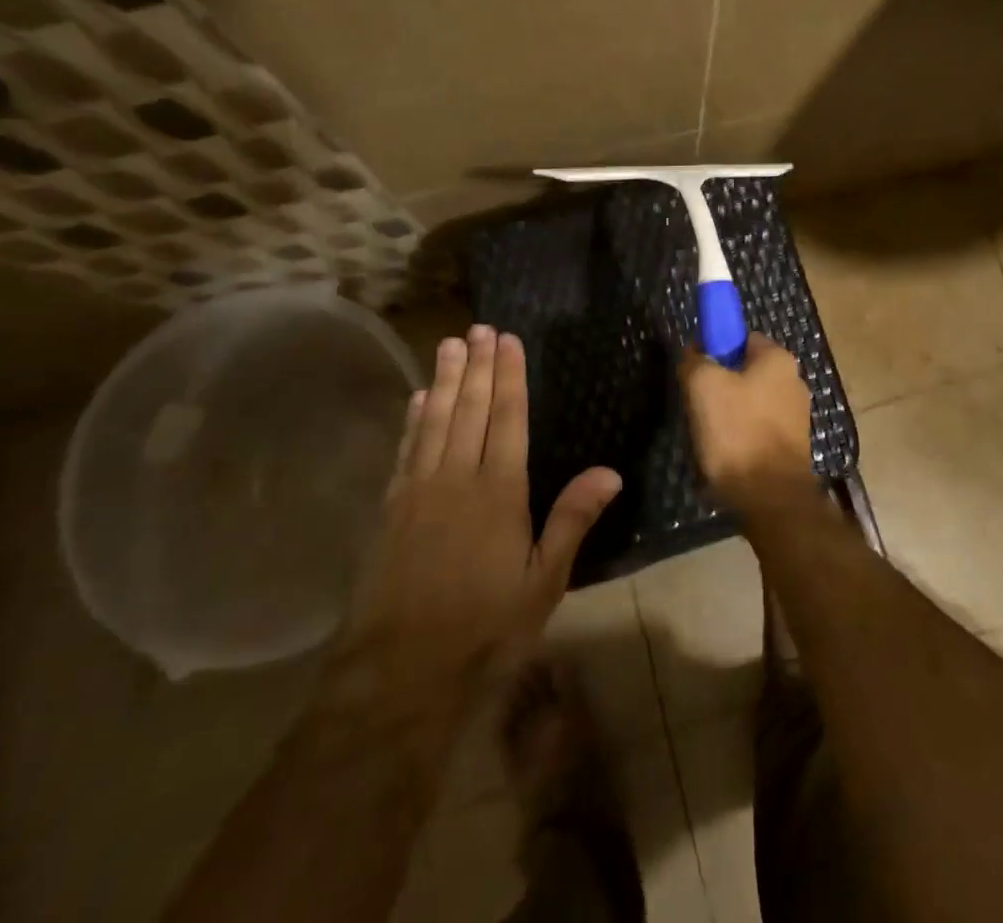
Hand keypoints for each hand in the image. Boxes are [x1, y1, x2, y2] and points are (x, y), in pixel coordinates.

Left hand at [337, 325, 620, 713]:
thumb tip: (610, 471)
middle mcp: (458, 478)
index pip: (508, 419)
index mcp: (500, 492)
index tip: (508, 339)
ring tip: (450, 344)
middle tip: (478, 327)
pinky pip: (406, 450)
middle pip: (471, 409)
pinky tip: (419, 398)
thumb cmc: (486, 628)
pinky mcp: (392, 509)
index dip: (510, 376)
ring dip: (446, 380)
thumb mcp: (543, 582)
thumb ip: (572, 520)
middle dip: (478, 366)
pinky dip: (414, 419)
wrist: (400, 673)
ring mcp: (419, 491)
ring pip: (436, 420)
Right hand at [679, 333, 815, 509]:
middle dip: (720, 385)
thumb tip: (694, 352)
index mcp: (779, 358)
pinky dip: (740, 437)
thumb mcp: (702, 385)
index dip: (714, 349)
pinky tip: (725, 454)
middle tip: (697, 404)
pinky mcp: (791, 446)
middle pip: (745, 372)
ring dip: (727, 414)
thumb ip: (694, 360)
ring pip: (749, 403)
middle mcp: (794, 381)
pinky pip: (757, 430)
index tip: (695, 370)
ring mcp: (796, 416)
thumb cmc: (737, 431)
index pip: (741, 338)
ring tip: (708, 434)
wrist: (770, 497)